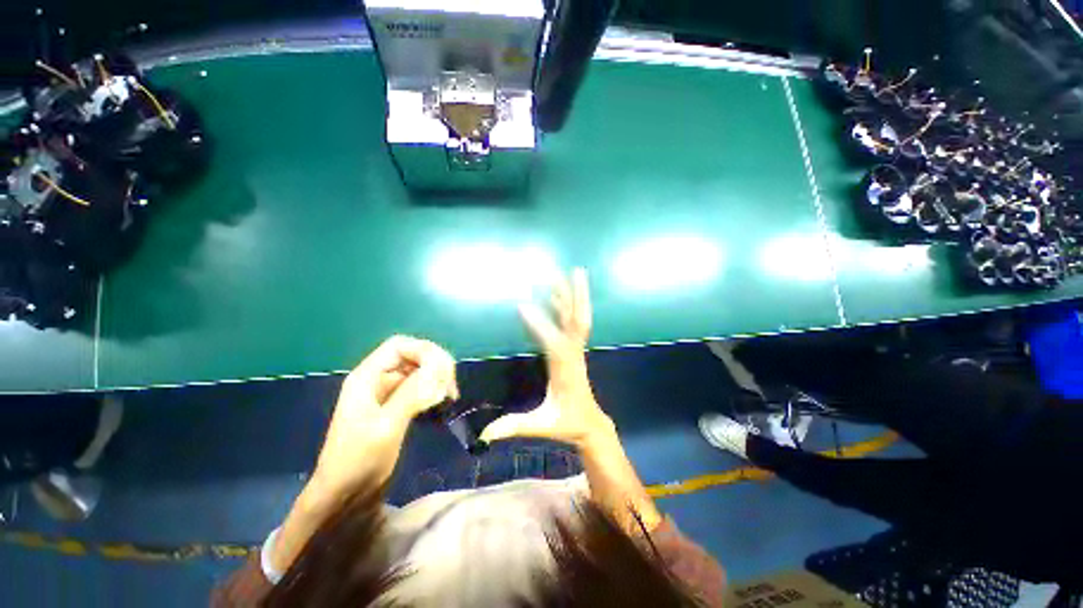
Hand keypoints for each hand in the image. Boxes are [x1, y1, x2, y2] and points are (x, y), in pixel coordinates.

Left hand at [312, 335, 457, 496]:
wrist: (343, 497)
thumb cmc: (358, 461)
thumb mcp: (386, 426)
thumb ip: (412, 393)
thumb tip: (439, 367)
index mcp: (367, 377)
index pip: (400, 346)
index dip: (424, 351)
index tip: (444, 372)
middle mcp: (377, 379)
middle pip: (412, 356)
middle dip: (434, 366)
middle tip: (450, 388)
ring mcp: (387, 394)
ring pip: (418, 372)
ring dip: (436, 379)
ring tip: (450, 397)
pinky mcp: (396, 407)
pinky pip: (419, 389)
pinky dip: (433, 392)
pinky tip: (443, 404)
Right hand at [481, 269, 612, 447]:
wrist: (590, 423)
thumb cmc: (567, 423)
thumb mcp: (541, 426)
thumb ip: (514, 427)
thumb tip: (484, 434)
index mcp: (565, 371)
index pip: (554, 345)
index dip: (540, 326)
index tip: (523, 306)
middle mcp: (573, 355)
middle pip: (578, 321)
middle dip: (576, 297)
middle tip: (572, 272)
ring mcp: (576, 350)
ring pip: (578, 318)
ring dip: (574, 295)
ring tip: (571, 272)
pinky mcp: (574, 349)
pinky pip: (573, 323)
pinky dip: (568, 306)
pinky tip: (559, 295)